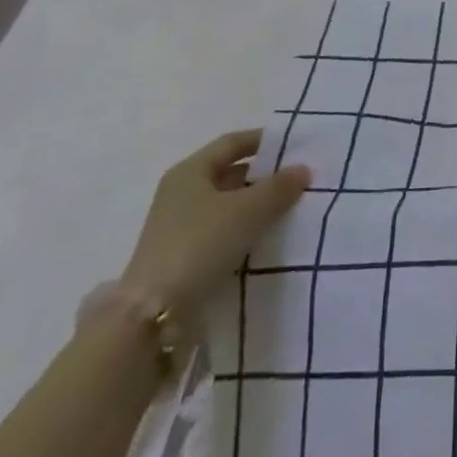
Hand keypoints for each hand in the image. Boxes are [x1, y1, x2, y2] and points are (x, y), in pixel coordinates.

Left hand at [121, 130, 310, 321]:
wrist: (153, 316)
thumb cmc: (200, 244)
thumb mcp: (248, 210)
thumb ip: (279, 187)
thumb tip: (303, 169)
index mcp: (190, 171)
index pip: (232, 143)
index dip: (263, 140)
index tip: (294, 145)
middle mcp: (181, 193)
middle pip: (229, 174)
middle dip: (263, 177)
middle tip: (298, 180)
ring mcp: (179, 227)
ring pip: (227, 206)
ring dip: (256, 207)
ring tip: (290, 210)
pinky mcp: (182, 257)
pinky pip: (222, 233)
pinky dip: (244, 231)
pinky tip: (267, 239)